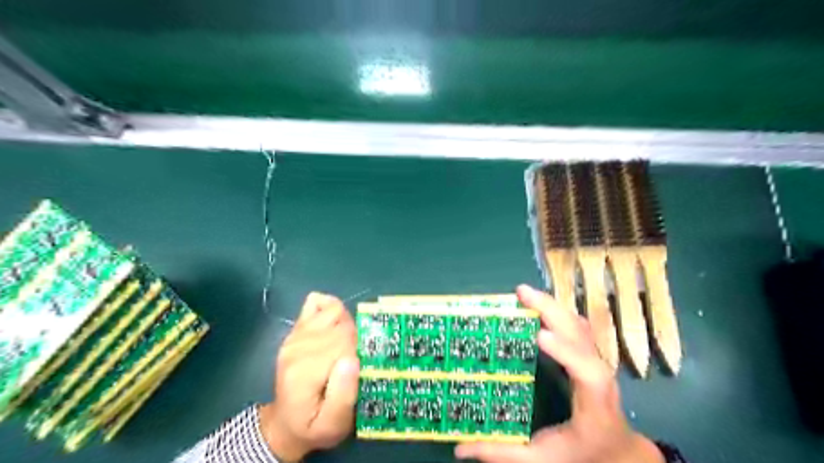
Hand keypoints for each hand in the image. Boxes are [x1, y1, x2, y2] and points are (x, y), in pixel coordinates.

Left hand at [258, 290, 359, 460]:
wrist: (285, 423)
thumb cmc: (313, 425)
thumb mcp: (333, 425)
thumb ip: (343, 396)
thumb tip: (352, 359)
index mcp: (305, 370)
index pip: (345, 341)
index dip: (360, 351)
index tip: (360, 368)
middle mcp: (297, 346)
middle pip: (342, 324)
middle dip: (356, 339)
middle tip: (354, 361)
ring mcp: (295, 334)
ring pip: (334, 310)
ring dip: (347, 324)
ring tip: (345, 346)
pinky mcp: (296, 329)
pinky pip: (317, 302)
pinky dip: (330, 308)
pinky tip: (333, 327)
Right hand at [453, 286, 664, 462]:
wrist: (617, 449)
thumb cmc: (582, 453)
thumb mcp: (542, 460)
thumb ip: (502, 453)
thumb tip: (460, 449)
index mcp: (593, 405)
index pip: (587, 373)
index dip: (566, 351)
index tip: (539, 335)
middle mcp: (599, 376)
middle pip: (581, 335)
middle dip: (551, 311)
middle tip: (521, 294)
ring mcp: (596, 360)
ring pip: (577, 324)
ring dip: (551, 305)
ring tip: (524, 293)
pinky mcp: (588, 353)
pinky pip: (575, 325)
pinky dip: (557, 310)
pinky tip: (539, 303)